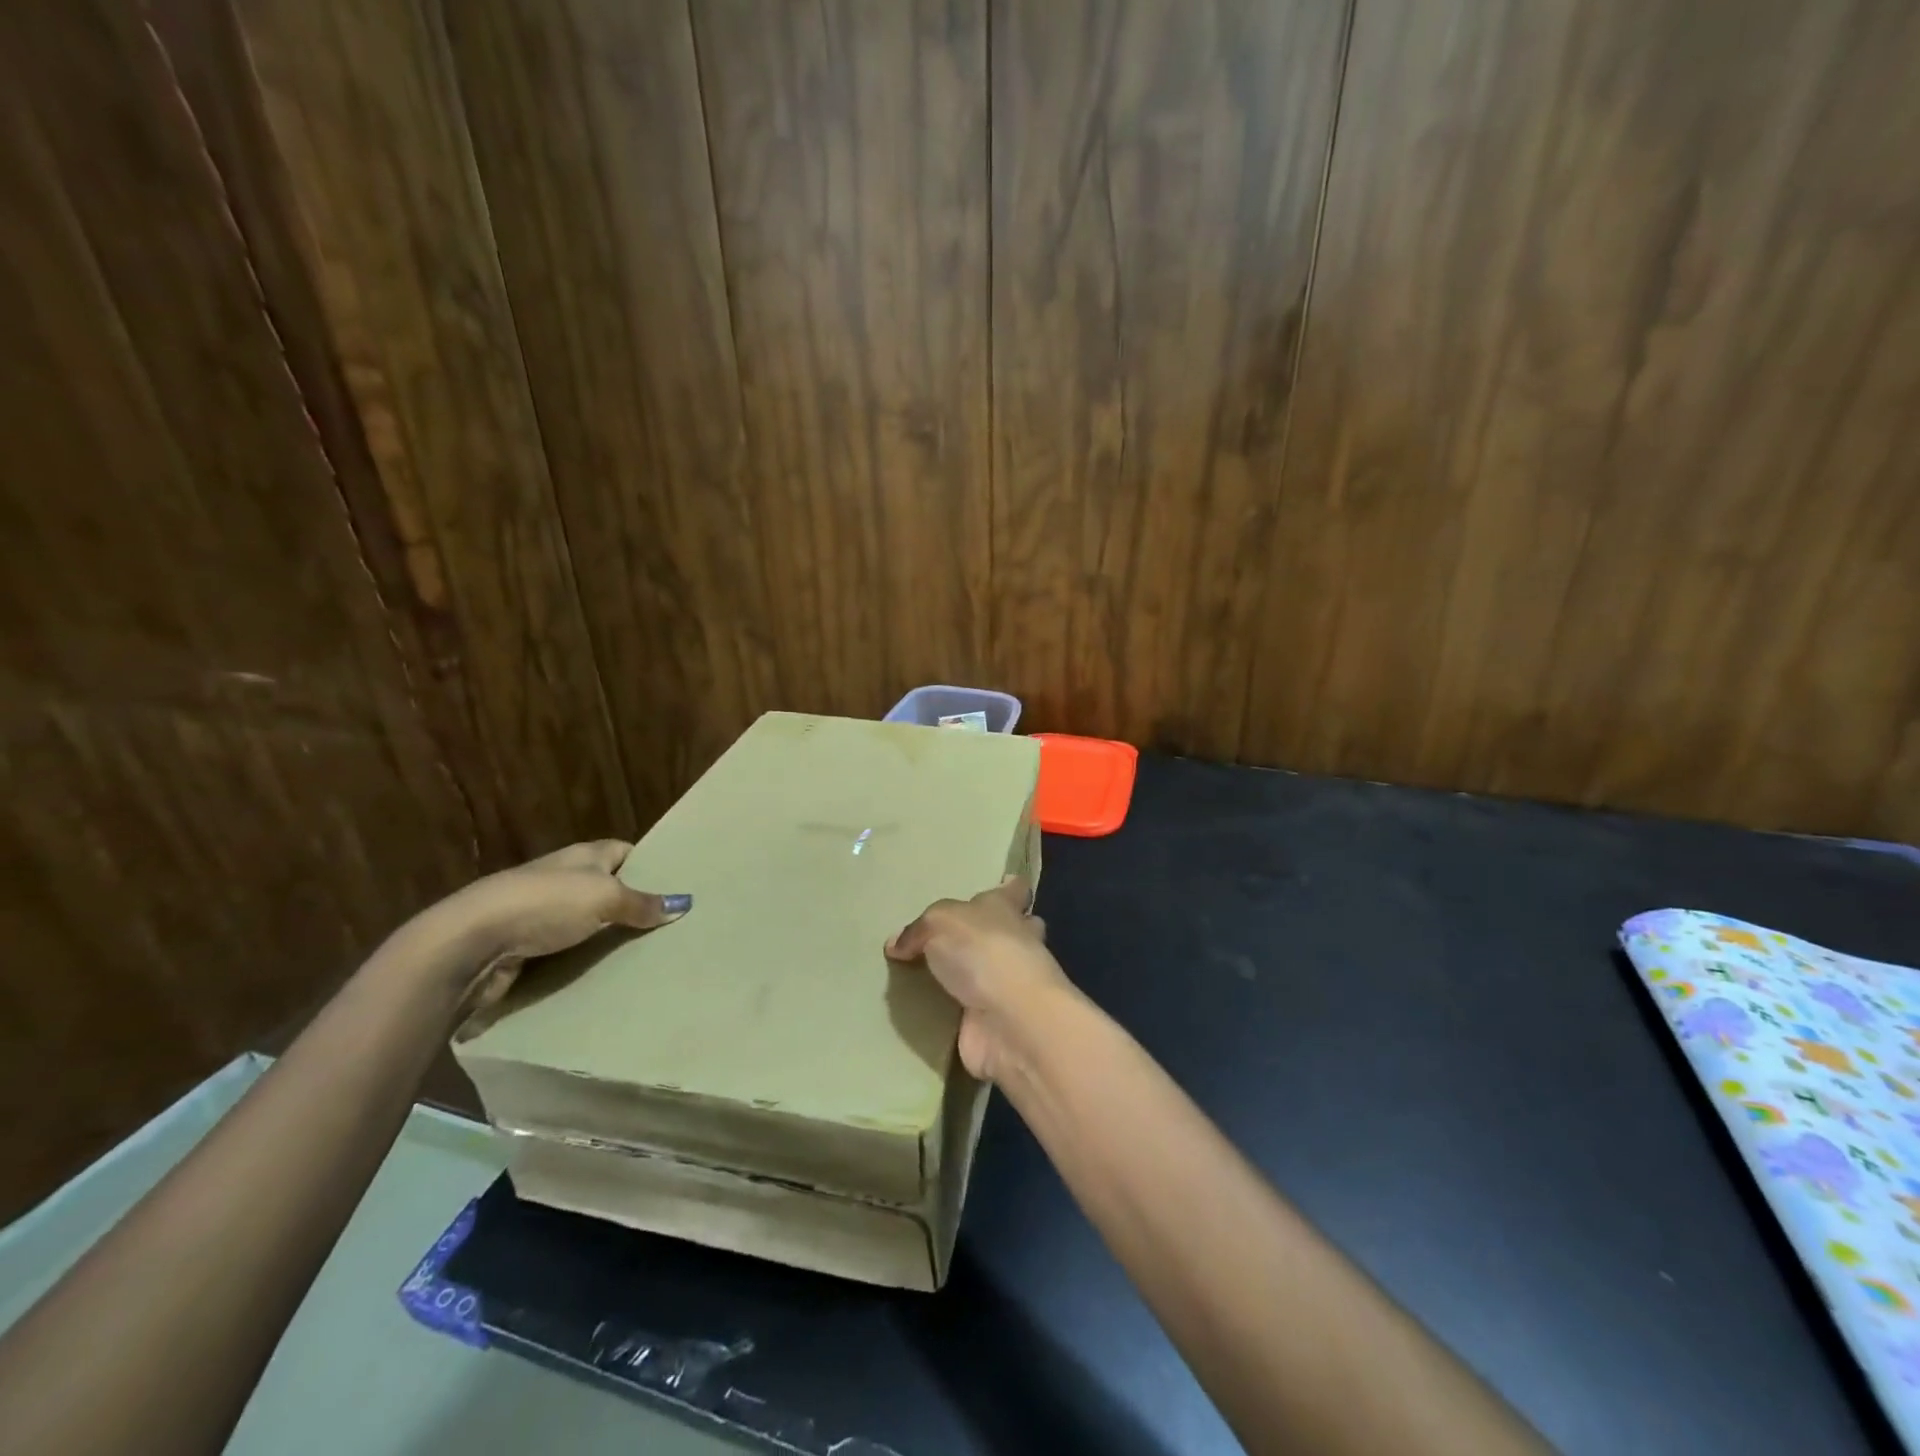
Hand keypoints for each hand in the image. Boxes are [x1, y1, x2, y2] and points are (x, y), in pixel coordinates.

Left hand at [408, 839, 688, 1008]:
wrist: (469, 942)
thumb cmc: (544, 905)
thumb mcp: (604, 897)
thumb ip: (642, 903)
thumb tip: (683, 903)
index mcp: (583, 856)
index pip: (624, 850)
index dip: (649, 863)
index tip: (675, 884)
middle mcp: (562, 879)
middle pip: (606, 888)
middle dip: (632, 905)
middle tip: (670, 927)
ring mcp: (540, 913)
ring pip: (586, 923)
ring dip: (607, 938)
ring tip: (646, 956)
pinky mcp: (524, 947)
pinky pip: (565, 952)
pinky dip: (582, 963)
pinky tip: (604, 976)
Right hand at [885, 876, 1071, 1080]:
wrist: (1008, 1020)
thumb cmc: (983, 951)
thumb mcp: (939, 923)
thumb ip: (918, 930)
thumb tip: (897, 945)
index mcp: (1005, 909)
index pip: (1015, 890)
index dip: (1010, 887)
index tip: (1006, 882)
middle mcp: (1014, 943)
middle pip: (1012, 930)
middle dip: (994, 932)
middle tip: (958, 936)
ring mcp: (1009, 985)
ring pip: (992, 971)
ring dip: (971, 975)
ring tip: (929, 974)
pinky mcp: (996, 1020)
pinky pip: (971, 1010)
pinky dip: (953, 1012)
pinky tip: (925, 1011)